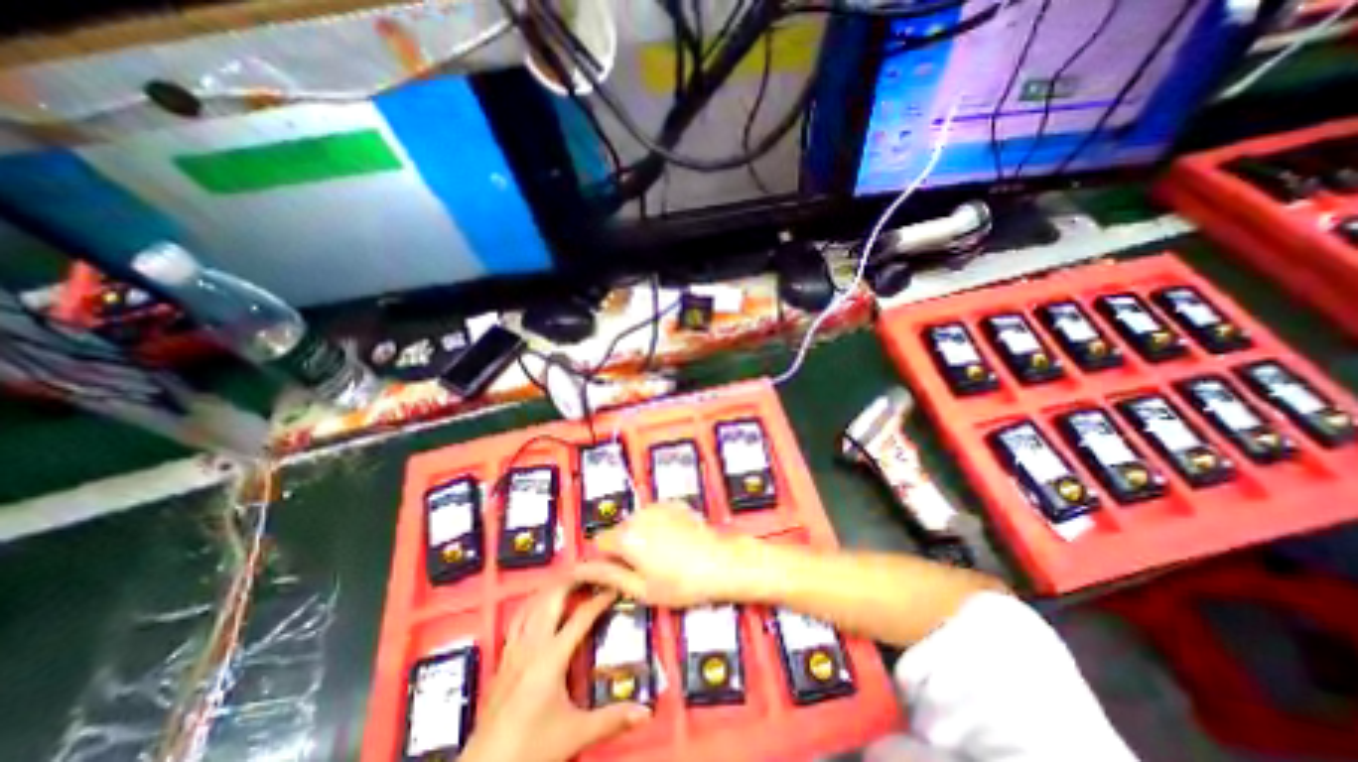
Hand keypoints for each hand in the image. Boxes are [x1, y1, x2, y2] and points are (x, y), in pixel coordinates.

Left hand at [461, 584, 652, 760]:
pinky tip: (539, 605)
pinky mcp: (503, 658)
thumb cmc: (529, 749)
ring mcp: (514, 649)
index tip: (617, 585)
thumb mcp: (574, 734)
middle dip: (573, 578)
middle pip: (552, 597)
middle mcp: (532, 644)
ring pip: (533, 603)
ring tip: (569, 578)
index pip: (581, 616)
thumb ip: (610, 719)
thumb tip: (645, 712)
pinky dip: (533, 603)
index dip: (601, 598)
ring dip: (552, 587)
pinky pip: (519, 618)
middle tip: (592, 570)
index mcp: (551, 656)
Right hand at [570, 505, 745, 607]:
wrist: (721, 561)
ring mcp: (656, 506)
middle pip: (618, 530)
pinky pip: (654, 515)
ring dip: (641, 536)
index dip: (604, 559)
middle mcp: (637, 515)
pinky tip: (674, 542)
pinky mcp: (672, 503)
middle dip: (624, 547)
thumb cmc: (680, 583)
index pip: (599, 542)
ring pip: (636, 522)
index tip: (618, 572)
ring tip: (663, 557)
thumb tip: (582, 569)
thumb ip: (609, 575)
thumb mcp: (641, 588)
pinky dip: (656, 526)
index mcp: (626, 536)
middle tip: (644, 569)